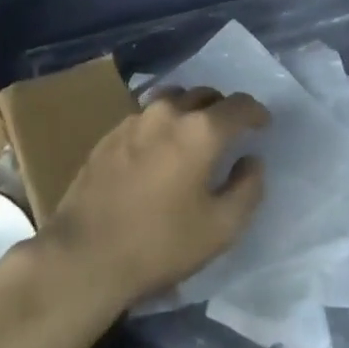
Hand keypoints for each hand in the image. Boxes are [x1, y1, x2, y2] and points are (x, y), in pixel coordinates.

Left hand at [38, 88, 268, 319]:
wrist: (85, 253)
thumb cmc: (160, 243)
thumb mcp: (220, 229)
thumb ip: (247, 189)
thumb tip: (252, 161)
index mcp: (201, 130)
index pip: (239, 105)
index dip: (256, 112)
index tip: (263, 124)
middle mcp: (169, 112)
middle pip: (205, 94)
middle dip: (222, 108)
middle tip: (229, 131)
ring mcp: (135, 119)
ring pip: (173, 99)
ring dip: (190, 109)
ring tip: (193, 133)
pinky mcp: (111, 133)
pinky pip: (147, 115)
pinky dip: (162, 123)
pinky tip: (159, 149)